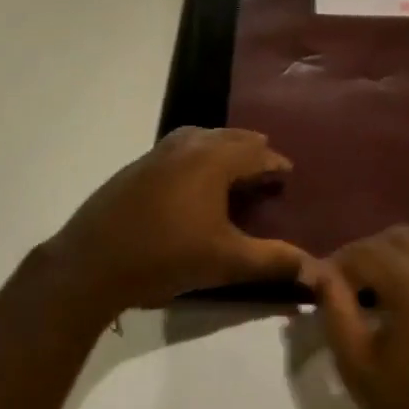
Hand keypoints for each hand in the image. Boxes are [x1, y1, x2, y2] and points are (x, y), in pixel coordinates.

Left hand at [44, 127, 308, 316]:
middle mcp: (187, 146)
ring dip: (222, 148)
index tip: (287, 173)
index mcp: (213, 160)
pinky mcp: (136, 167)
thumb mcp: (226, 262)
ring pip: (200, 138)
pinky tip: (192, 180)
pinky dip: (197, 155)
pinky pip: (178, 149)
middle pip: (228, 138)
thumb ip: (273, 262)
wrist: (92, 262)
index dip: (275, 163)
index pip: (255, 152)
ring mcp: (157, 153)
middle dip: (251, 149)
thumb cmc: (166, 256)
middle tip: (266, 167)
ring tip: (233, 166)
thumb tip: (317, 271)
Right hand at [307, 227, 408, 408]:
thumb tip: (319, 272)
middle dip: (367, 254)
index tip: (319, 286)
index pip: (364, 251)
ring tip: (378, 292)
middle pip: (396, 237)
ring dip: (396, 256)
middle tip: (348, 287)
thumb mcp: (359, 367)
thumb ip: (335, 310)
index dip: (336, 265)